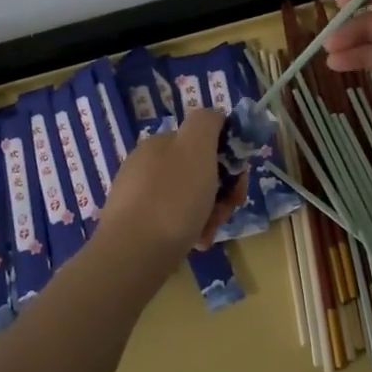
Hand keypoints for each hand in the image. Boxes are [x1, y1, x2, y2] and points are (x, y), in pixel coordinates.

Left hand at [100, 108, 248, 265]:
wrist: (134, 253)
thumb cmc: (173, 198)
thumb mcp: (196, 147)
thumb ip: (207, 122)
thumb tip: (215, 118)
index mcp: (159, 143)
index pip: (204, 141)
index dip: (228, 160)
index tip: (237, 183)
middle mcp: (145, 164)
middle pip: (199, 172)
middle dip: (220, 192)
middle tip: (226, 212)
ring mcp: (138, 196)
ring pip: (189, 199)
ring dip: (208, 214)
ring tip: (208, 233)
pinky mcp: (135, 226)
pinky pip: (173, 222)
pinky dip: (190, 230)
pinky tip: (194, 244)